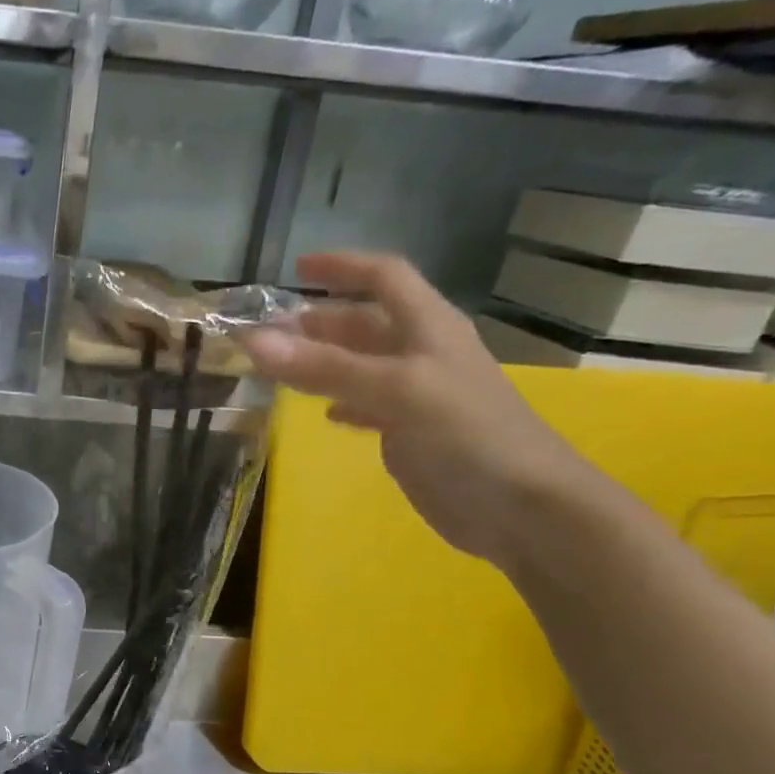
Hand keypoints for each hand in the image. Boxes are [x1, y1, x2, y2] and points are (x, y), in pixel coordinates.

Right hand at [242, 251, 590, 569]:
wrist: (520, 506)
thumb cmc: (467, 434)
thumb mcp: (397, 391)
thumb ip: (326, 367)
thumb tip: (254, 342)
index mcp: (428, 327)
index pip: (384, 278)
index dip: (342, 267)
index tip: (296, 269)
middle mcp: (422, 353)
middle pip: (366, 323)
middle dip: (319, 321)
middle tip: (269, 332)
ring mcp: (417, 395)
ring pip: (362, 365)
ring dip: (323, 362)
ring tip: (279, 368)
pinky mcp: (411, 433)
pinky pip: (369, 406)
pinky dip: (343, 403)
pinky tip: (325, 414)